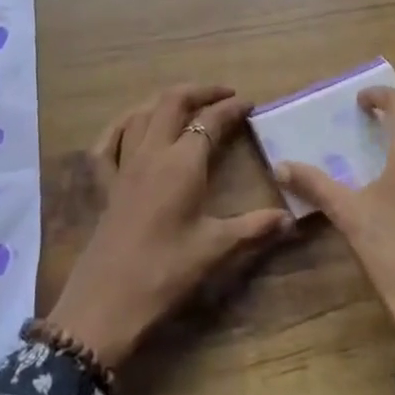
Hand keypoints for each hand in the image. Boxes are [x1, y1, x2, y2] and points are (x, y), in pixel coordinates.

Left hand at [47, 85, 293, 369]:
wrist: (106, 302)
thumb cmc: (165, 272)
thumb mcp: (215, 249)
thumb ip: (254, 228)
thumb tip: (290, 219)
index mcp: (182, 162)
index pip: (210, 120)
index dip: (231, 108)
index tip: (250, 104)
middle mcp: (152, 152)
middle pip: (172, 102)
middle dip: (200, 92)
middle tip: (223, 95)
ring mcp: (123, 165)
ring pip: (141, 114)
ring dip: (165, 102)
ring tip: (187, 105)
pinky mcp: (104, 184)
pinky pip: (108, 142)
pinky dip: (122, 125)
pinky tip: (132, 126)